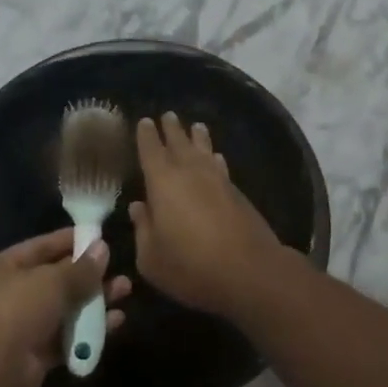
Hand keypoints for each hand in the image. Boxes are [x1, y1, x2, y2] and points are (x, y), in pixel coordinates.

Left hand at [0, 228, 130, 386]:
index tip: (101, 237)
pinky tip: (116, 321)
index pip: (43, 246)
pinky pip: (69, 335)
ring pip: (67, 307)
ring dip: (96, 300)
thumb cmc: (19, 309)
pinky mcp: (38, 351)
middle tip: (120, 268)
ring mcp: (26, 323)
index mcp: (7, 266)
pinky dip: (90, 329)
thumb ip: (81, 267)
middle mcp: (14, 292)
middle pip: (58, 278)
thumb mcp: (53, 281)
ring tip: (126, 291)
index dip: (72, 240)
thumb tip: (103, 248)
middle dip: (90, 274)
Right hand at [129, 113, 283, 316]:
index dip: (146, 135)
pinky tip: (217, 158)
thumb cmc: (190, 265)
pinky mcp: (238, 194)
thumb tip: (138, 207)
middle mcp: (190, 173)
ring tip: (196, 126)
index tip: (144, 121)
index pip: (151, 150)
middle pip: (179, 143)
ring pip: (204, 151)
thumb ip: (142, 229)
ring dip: (198, 138)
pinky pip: (221, 166)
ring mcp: (217, 181)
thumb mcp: (151, 257)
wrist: (249, 271)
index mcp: (162, 183)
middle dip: (172, 129)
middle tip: (168, 115)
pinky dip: (215, 158)